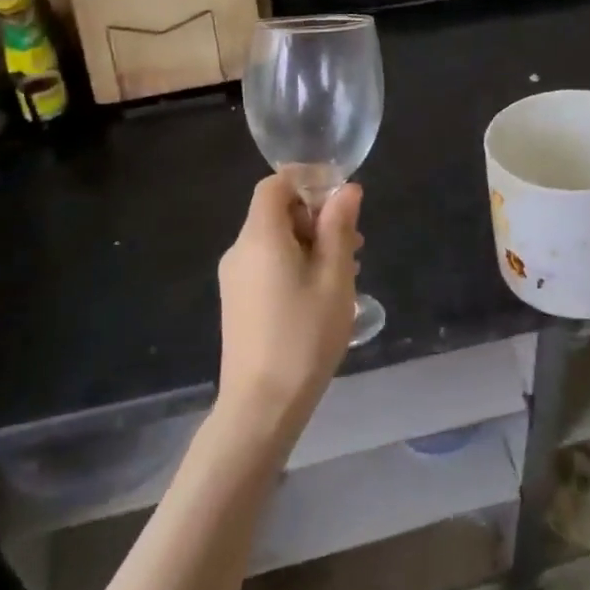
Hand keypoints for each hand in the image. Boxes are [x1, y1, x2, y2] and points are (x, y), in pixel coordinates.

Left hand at [216, 175, 362, 437]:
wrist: (260, 407)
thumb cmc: (303, 337)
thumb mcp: (334, 278)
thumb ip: (339, 227)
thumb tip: (347, 188)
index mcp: (260, 237)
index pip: (274, 185)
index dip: (307, 182)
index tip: (341, 201)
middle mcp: (240, 250)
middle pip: (275, 212)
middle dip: (316, 217)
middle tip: (354, 244)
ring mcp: (235, 278)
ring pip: (274, 240)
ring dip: (310, 243)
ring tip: (346, 271)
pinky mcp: (237, 301)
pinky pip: (267, 264)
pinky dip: (295, 263)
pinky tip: (321, 294)